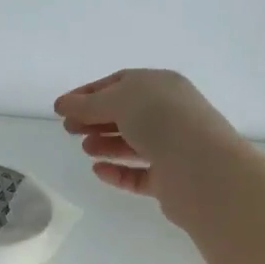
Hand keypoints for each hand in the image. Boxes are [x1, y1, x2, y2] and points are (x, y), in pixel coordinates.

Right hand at [54, 69, 239, 223]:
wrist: (202, 169)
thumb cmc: (162, 122)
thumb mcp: (120, 101)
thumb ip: (88, 104)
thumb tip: (62, 104)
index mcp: (161, 86)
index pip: (120, 83)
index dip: (89, 93)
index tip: (62, 107)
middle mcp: (169, 114)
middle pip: (124, 113)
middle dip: (94, 119)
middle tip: (69, 130)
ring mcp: (170, 148)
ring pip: (131, 144)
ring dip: (105, 144)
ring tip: (85, 149)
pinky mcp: (168, 180)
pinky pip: (137, 174)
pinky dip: (116, 172)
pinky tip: (98, 170)